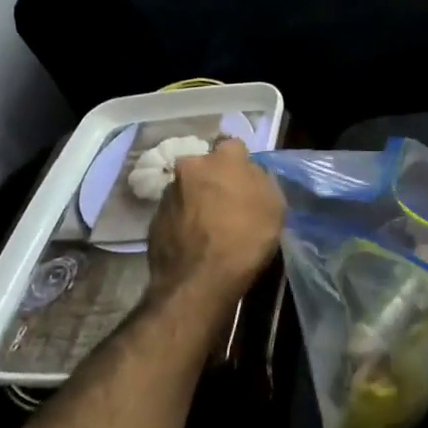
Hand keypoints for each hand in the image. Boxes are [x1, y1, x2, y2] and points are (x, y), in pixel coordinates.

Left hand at [146, 137, 284, 322]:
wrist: (199, 282)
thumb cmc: (245, 239)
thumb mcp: (274, 206)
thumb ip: (260, 181)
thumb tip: (248, 175)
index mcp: (222, 159)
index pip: (233, 145)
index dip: (241, 163)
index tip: (246, 181)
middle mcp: (189, 168)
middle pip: (206, 167)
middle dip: (214, 180)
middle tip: (227, 204)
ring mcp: (168, 194)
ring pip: (187, 190)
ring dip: (197, 201)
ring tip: (209, 229)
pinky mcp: (153, 220)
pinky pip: (175, 214)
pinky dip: (184, 223)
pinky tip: (194, 243)